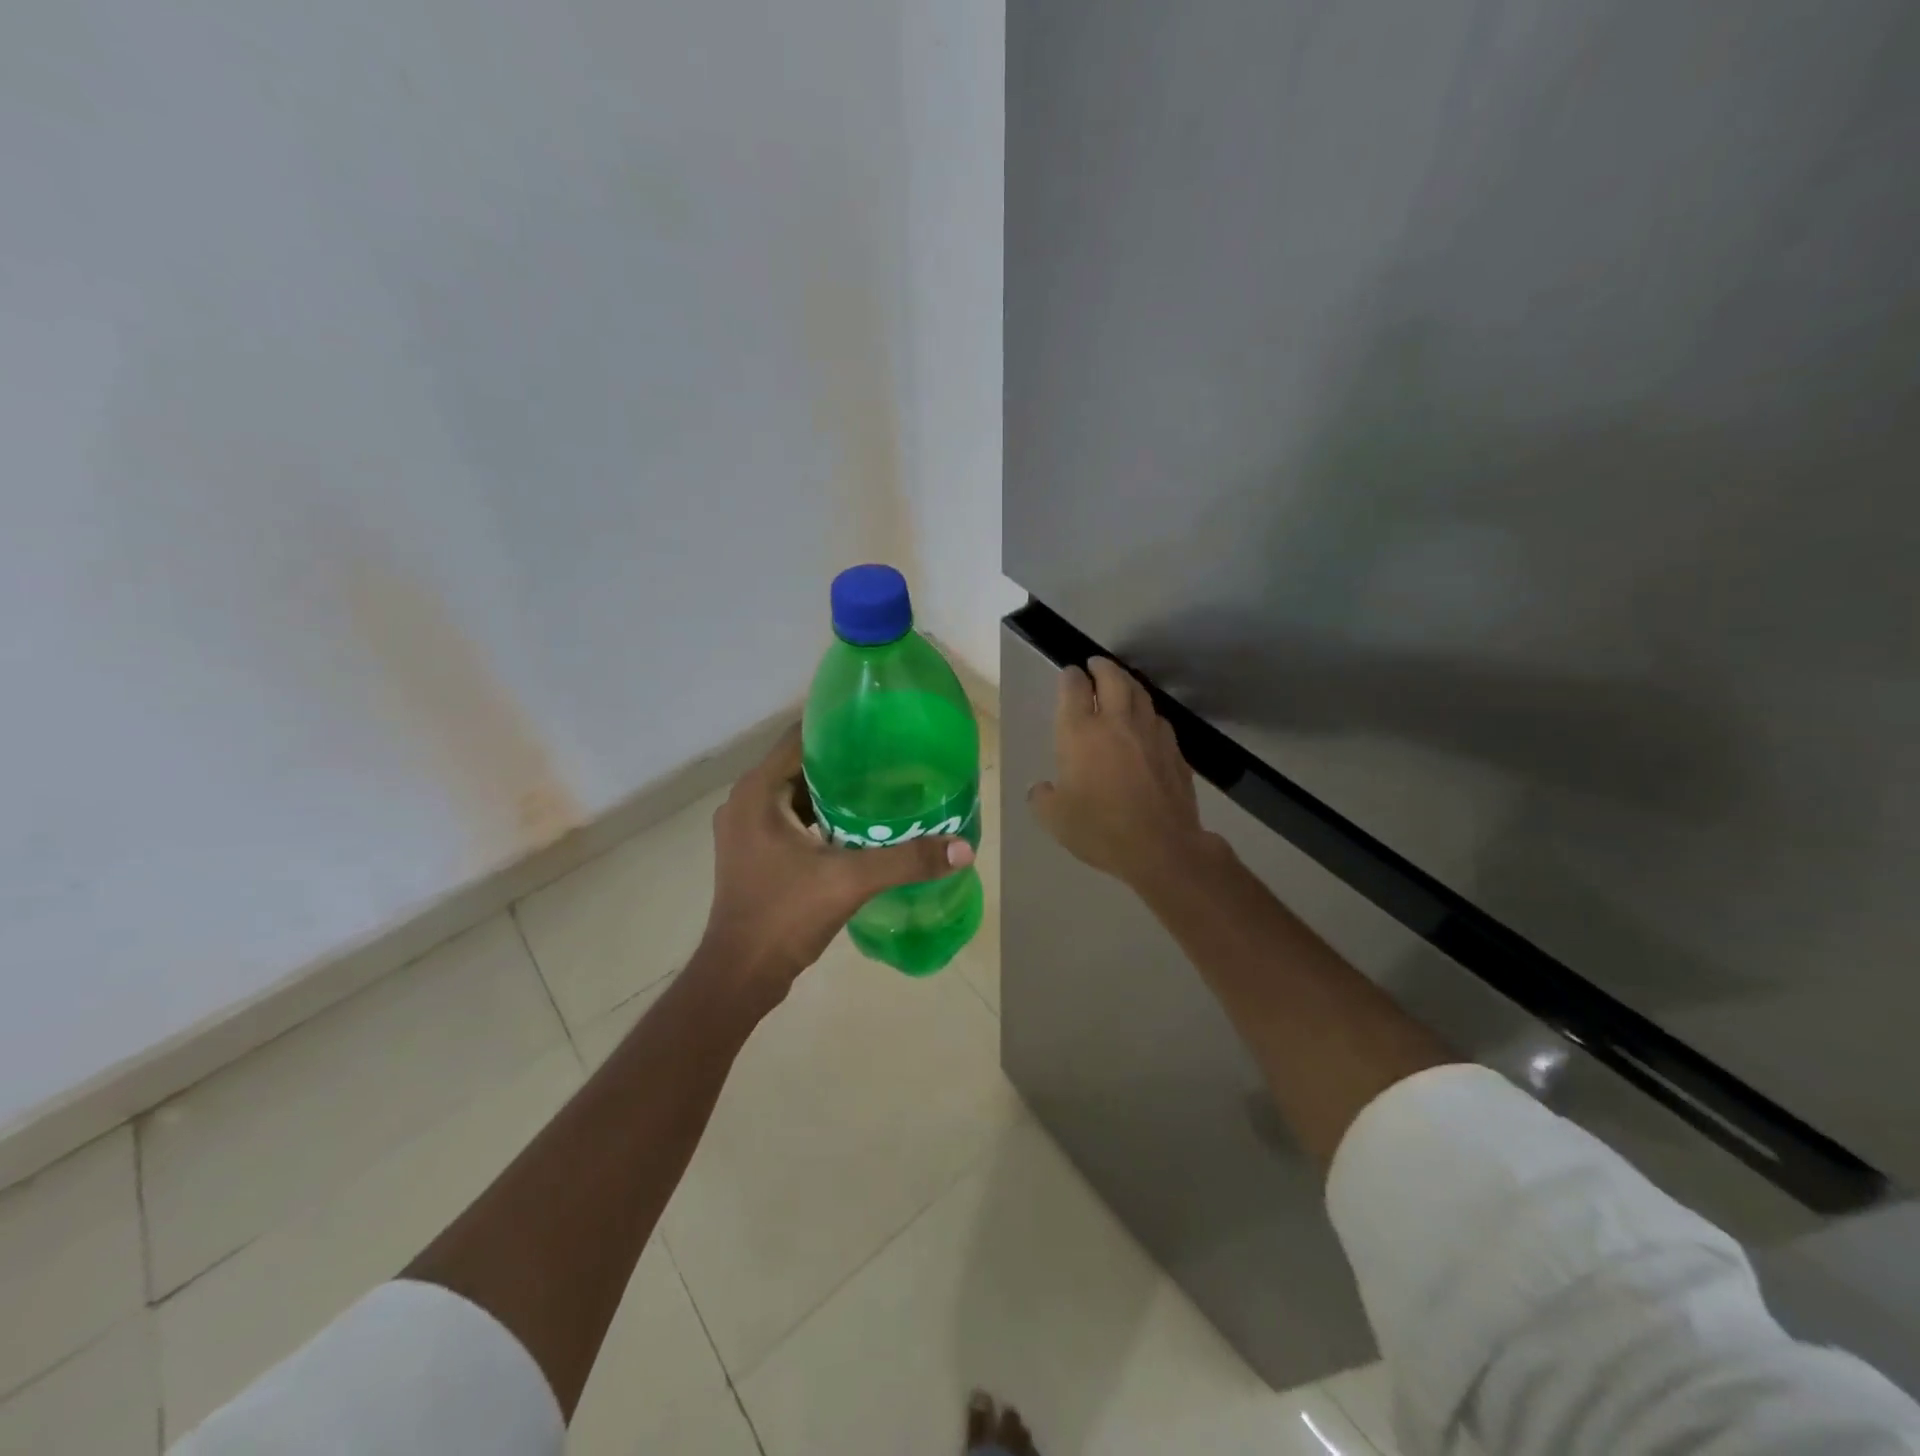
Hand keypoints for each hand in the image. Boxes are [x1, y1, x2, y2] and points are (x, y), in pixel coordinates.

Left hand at [697, 725, 972, 1001]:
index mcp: (758, 791)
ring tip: (881, 789)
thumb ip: (907, 860)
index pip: (800, 737)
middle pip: (800, 765)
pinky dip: (820, 818)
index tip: (880, 728)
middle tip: (891, 760)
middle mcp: (745, 801)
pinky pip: (790, 819)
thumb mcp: (850, 881)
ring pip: (795, 794)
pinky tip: (857, 827)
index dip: (839, 728)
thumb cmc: (785, 915)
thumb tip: (963, 848)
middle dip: (844, 762)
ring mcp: (746, 829)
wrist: (740, 974)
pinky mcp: (752, 852)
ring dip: (833, 793)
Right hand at [1027, 659, 1221, 888]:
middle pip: (1112, 679)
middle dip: (1102, 667)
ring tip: (1122, 684)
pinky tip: (1146, 722)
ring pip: (1140, 694)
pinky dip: (1148, 713)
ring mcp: (1150, 734)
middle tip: (1096, 664)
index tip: (1069, 673)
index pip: (1074, 689)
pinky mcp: (1174, 751)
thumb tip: (1041, 788)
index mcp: (1080, 733)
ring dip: (1128, 683)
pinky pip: (1158, 721)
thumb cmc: (1100, 829)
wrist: (1161, 847)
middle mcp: (1116, 723)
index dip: (1070, 677)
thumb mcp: (1054, 819)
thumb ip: (1042, 797)